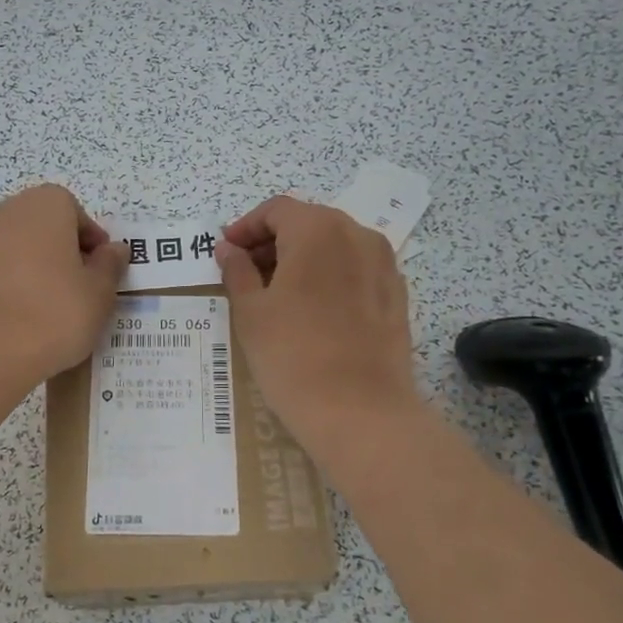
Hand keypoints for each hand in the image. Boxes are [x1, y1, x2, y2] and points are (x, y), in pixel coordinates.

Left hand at [0, 185, 128, 389]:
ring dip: (34, 267)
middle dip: (62, 251)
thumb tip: (113, 250)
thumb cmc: (55, 311)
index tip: (100, 272)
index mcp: (45, 205)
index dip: (91, 242)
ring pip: (17, 247)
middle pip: (43, 226)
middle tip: (78, 288)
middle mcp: (8, 211)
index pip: (75, 212)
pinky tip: (21, 316)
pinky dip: (10, 284)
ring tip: (49, 306)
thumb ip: (110, 265)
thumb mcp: (100, 292)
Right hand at [217, 196, 423, 470]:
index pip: (276, 209)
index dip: (246, 226)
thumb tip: (229, 249)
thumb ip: (237, 271)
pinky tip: (313, 310)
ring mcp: (384, 265)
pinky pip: (356, 270)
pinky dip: (329, 276)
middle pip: (308, 222)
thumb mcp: (251, 311)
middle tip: (245, 272)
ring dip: (302, 258)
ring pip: (334, 246)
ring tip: (276, 293)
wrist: (360, 412)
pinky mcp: (396, 296)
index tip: (226, 252)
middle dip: (273, 241)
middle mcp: (357, 235)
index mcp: (318, 230)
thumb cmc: (292, 355)